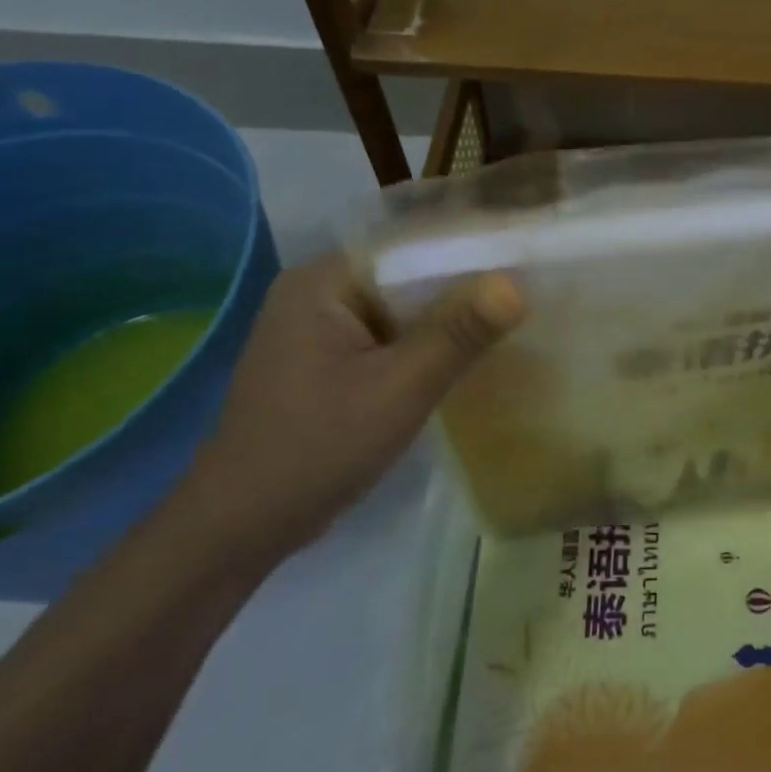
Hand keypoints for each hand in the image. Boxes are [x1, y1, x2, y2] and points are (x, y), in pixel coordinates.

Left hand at [178, 253, 523, 565]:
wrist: (243, 524)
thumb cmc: (318, 447)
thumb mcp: (400, 389)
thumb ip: (458, 334)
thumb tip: (516, 286)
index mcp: (321, 283)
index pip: (409, 247)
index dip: (467, 252)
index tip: (523, 262)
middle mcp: (316, 293)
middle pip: (405, 277)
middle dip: (462, 289)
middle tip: (527, 294)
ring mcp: (319, 329)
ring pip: (400, 310)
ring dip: (446, 320)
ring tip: (509, 320)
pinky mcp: (327, 361)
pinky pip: (388, 338)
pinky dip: (424, 345)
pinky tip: (465, 356)